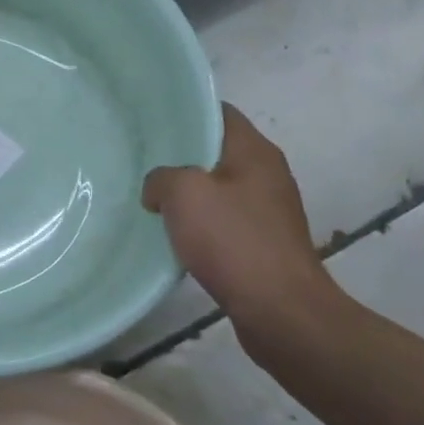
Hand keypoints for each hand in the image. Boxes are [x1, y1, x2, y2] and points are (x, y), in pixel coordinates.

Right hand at [142, 103, 338, 341]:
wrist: (281, 313)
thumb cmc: (234, 242)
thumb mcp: (184, 194)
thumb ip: (161, 177)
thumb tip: (158, 188)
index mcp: (255, 151)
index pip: (219, 112)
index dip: (186, 111)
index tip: (151, 121)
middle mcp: (267, 174)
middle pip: (217, 150)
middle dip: (181, 155)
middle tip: (142, 159)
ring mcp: (268, 211)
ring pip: (219, 188)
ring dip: (189, 193)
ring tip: (151, 198)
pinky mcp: (263, 244)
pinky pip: (224, 221)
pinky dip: (200, 224)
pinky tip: (175, 236)